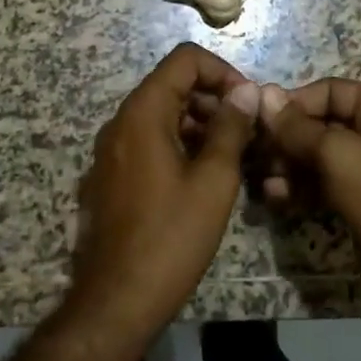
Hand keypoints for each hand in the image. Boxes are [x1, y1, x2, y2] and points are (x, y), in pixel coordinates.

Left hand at [71, 44, 259, 336]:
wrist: (117, 300)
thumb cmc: (171, 236)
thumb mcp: (214, 180)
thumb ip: (231, 128)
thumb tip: (246, 91)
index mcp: (143, 113)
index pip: (185, 60)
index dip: (223, 71)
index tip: (248, 103)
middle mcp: (121, 122)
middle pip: (172, 84)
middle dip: (215, 98)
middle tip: (248, 131)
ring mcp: (112, 150)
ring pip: (163, 114)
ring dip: (201, 123)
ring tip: (235, 154)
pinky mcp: (112, 175)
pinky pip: (150, 141)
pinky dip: (181, 143)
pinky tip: (207, 175)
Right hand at [259, 79, 360, 341]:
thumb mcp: (339, 155)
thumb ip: (298, 127)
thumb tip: (263, 95)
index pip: (330, 91)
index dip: (293, 102)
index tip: (256, 117)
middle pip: (323, 123)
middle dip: (288, 138)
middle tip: (255, 152)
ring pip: (320, 156)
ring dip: (290, 165)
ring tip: (263, 180)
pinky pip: (324, 183)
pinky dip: (301, 187)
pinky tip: (275, 197)